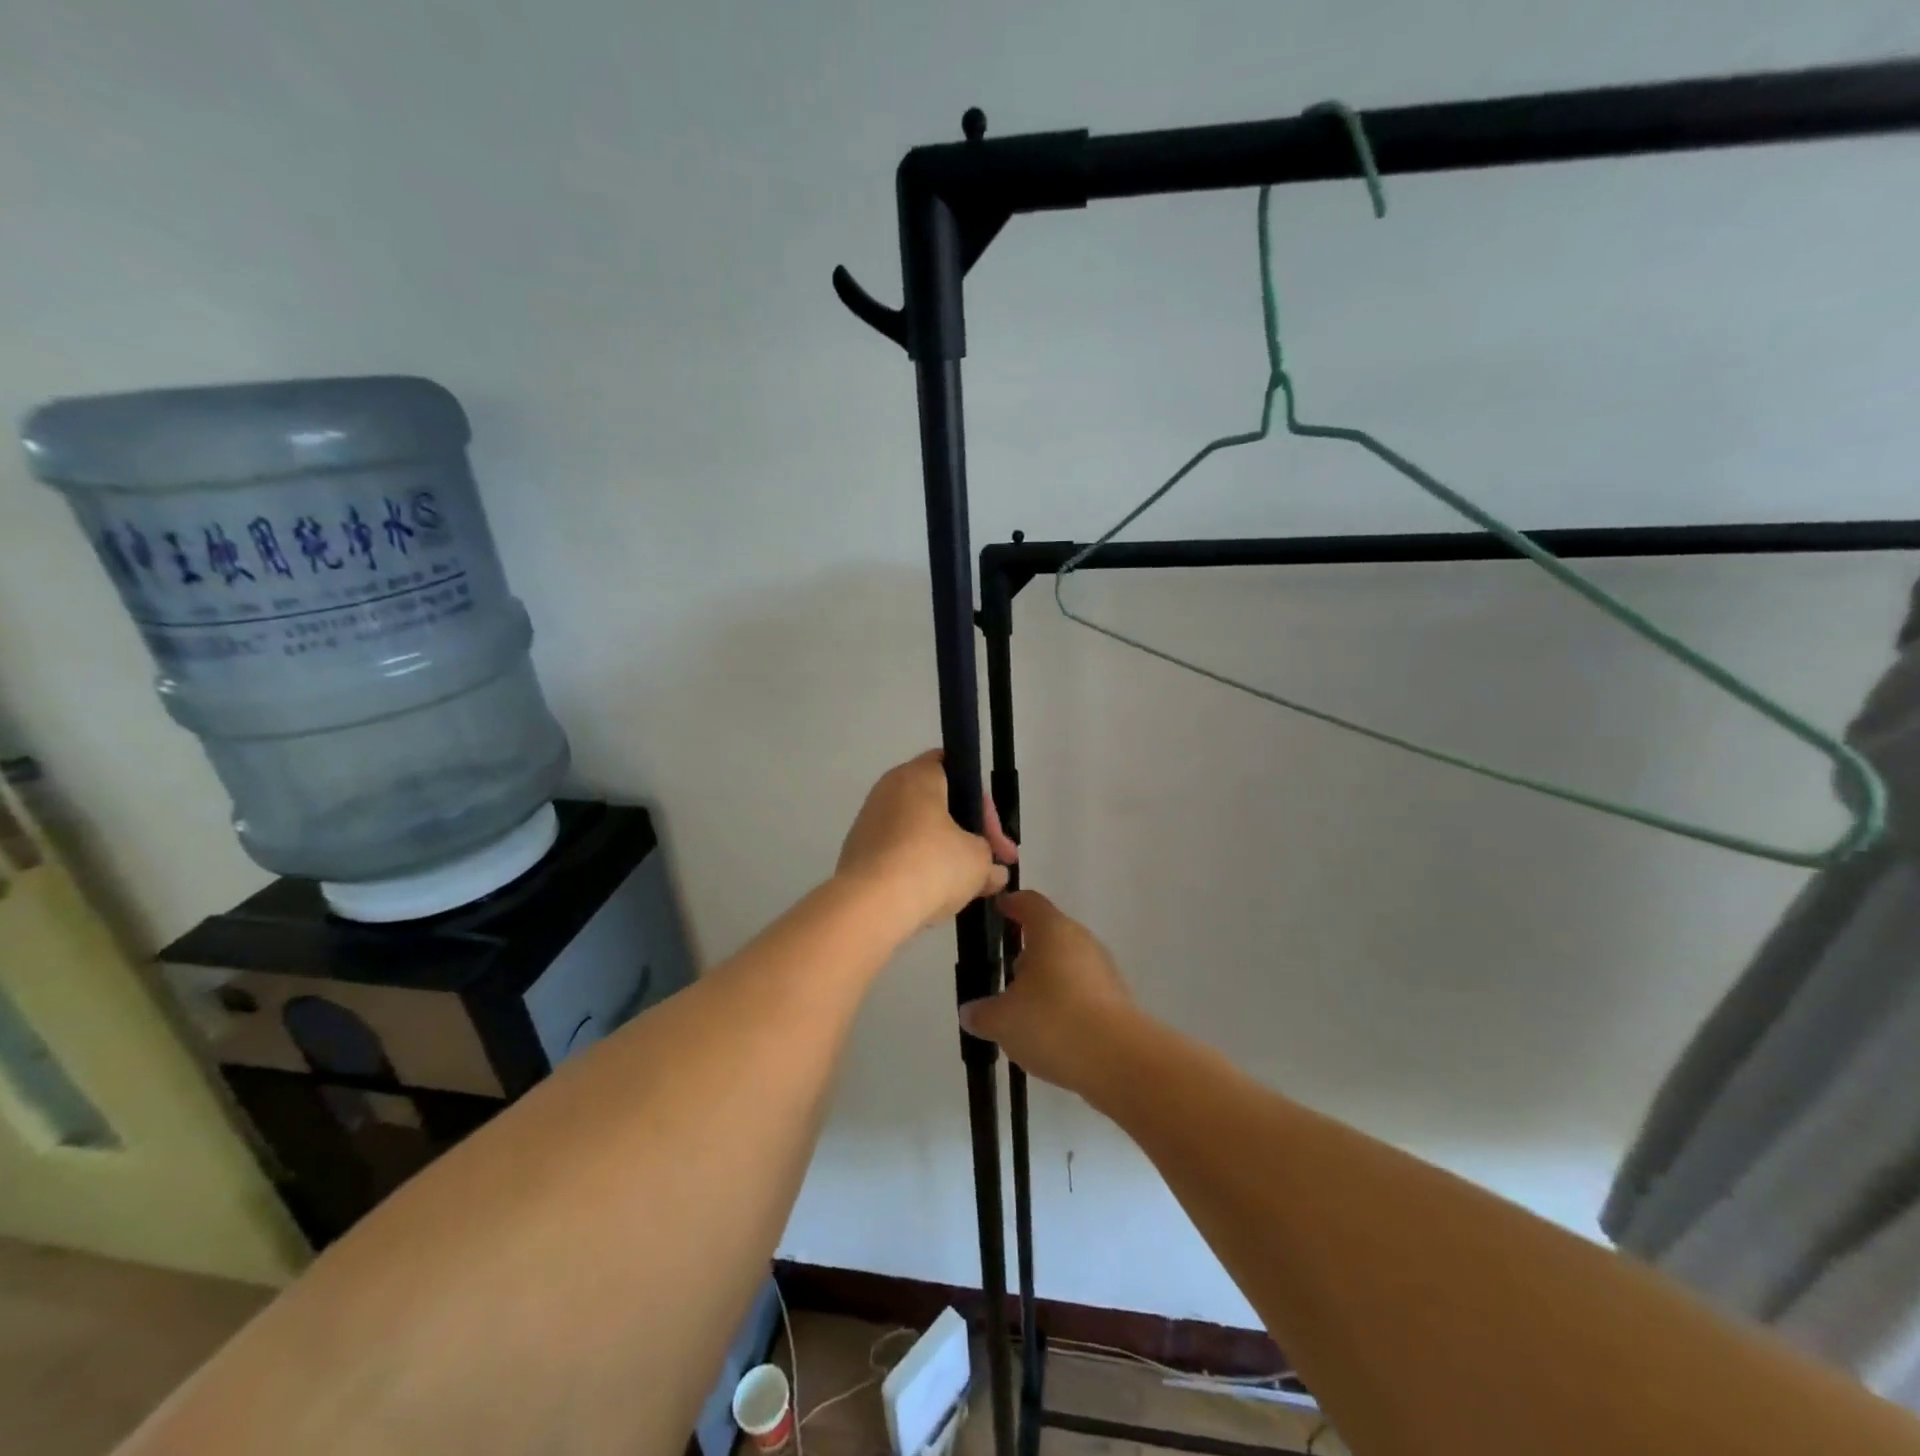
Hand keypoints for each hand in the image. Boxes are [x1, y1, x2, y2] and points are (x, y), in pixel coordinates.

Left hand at [836, 750, 1016, 930]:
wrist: (869, 906)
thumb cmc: (931, 865)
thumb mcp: (978, 861)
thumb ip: (991, 860)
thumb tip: (995, 872)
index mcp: (918, 776)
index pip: (955, 768)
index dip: (982, 803)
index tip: (997, 840)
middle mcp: (889, 790)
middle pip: (938, 803)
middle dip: (968, 833)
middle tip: (991, 864)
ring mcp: (869, 821)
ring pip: (918, 830)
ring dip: (944, 853)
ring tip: (967, 885)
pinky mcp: (858, 852)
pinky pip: (898, 851)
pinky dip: (918, 866)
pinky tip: (935, 893)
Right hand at [959, 890, 1135, 1094]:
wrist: (1120, 1061)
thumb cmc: (1053, 1022)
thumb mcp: (1002, 1021)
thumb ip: (982, 1013)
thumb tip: (970, 1011)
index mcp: (1052, 931)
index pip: (1029, 903)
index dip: (1011, 904)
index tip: (998, 909)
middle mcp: (1081, 941)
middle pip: (1049, 935)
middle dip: (1026, 952)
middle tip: (1004, 973)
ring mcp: (1103, 970)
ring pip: (1067, 964)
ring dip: (1046, 980)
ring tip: (1024, 1010)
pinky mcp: (1117, 999)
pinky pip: (1083, 991)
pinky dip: (1065, 1003)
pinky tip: (1051, 1032)